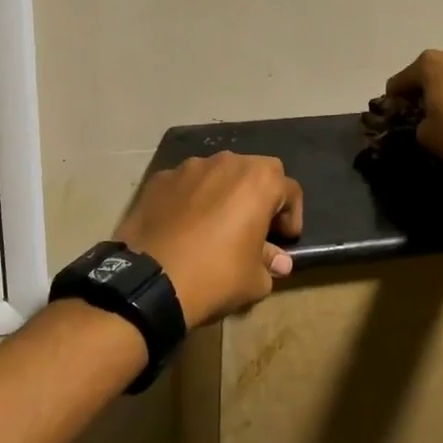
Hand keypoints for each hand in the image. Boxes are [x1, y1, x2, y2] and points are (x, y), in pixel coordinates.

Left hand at [115, 153, 304, 328]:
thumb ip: (270, 263)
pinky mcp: (160, 178)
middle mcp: (226, 162)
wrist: (150, 280)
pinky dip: (191, 199)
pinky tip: (184, 226)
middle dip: (259, 195)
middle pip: (254, 172)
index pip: (290, 190)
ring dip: (224, 194)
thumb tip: (278, 261)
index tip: (284, 240)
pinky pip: (186, 185)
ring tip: (215, 226)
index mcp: (259, 181)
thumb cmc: (215, 276)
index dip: (292, 217)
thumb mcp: (255, 280)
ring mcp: (189, 167)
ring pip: (218, 174)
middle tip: (254, 227)